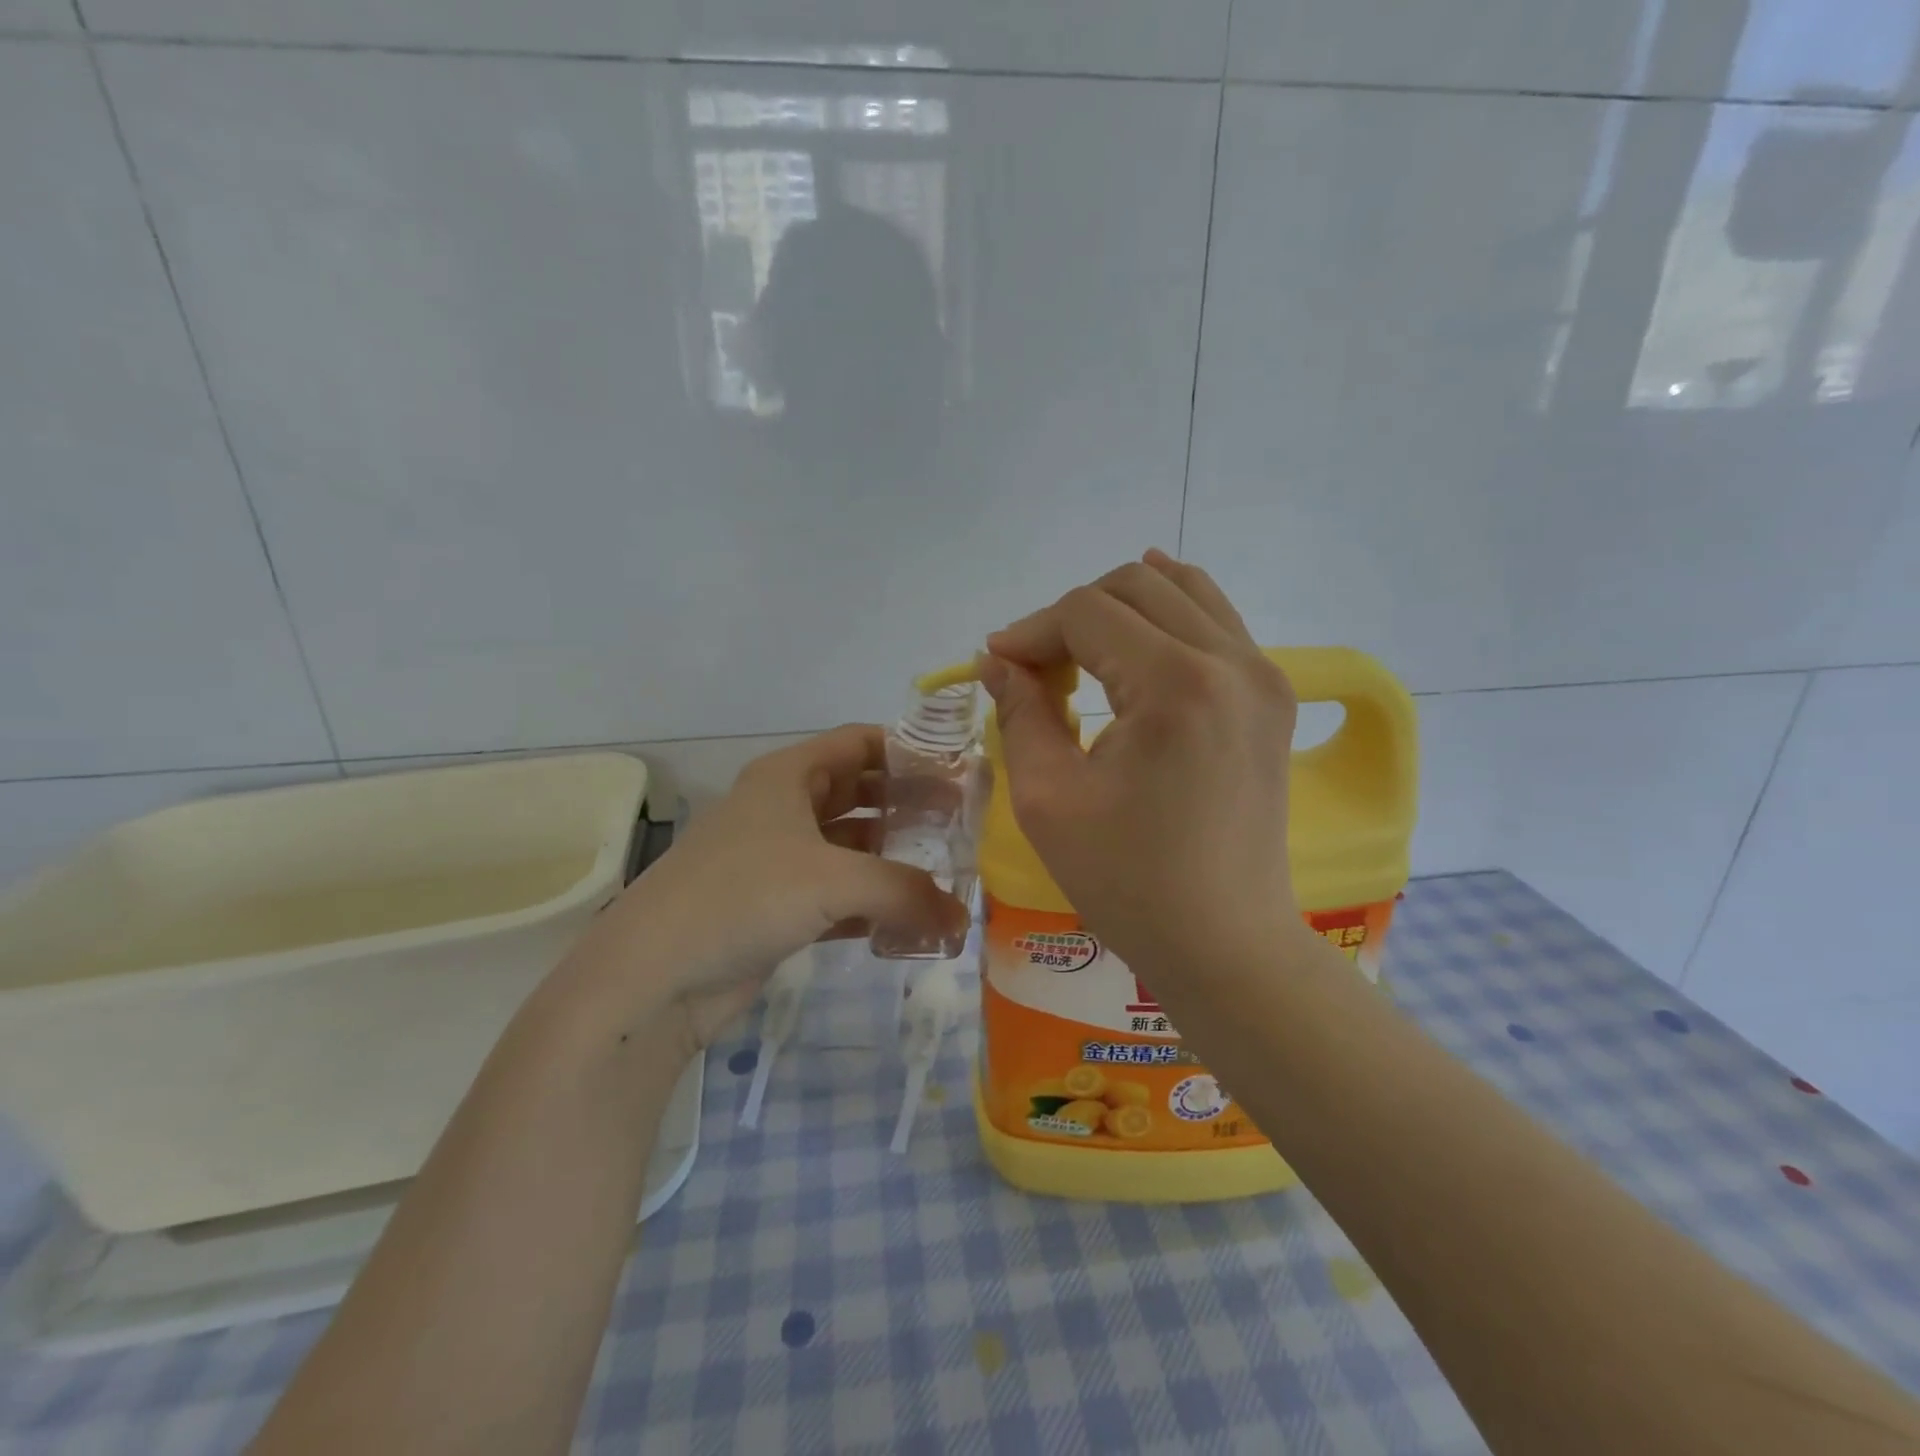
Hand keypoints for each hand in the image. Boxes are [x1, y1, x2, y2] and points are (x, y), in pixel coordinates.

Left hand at [563, 726, 967, 1057]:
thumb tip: (962, 920)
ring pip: (849, 846)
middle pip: (859, 793)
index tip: (956, 771)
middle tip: (960, 825)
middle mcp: (784, 809)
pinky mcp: (777, 907)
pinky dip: (871, 903)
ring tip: (945, 872)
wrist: (654, 974)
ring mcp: (778, 860)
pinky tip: (907, 920)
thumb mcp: (833, 880)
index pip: (859, 743)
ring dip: (892, 858)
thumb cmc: (743, 896)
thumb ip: (906, 892)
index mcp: (789, 776)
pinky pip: (838, 894)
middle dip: (907, 805)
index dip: (908, 750)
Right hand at [981, 551, 1308, 982]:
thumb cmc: (1127, 881)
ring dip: (1120, 607)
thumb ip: (1020, 712)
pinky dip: (1170, 612)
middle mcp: (1231, 661)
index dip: (1031, 631)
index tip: (997, 664)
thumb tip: (998, 659)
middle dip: (1072, 615)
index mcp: (1176, 685)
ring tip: (1080, 648)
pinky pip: (1216, 621)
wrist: (1224, 941)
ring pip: (1182, 590)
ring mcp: (1262, 675)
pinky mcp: (1272, 696)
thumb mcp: (1049, 798)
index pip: (1087, 614)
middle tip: (1036, 667)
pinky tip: (1139, 625)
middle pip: (1135, 586)